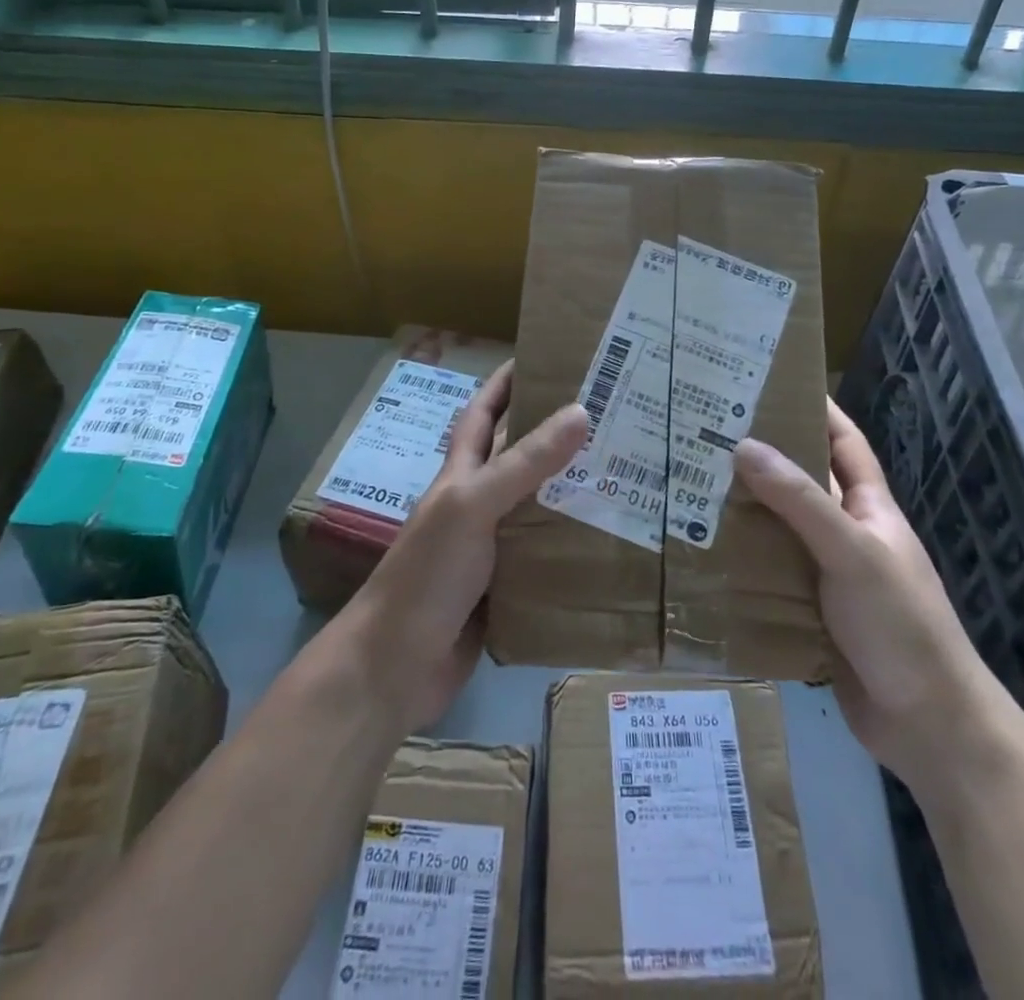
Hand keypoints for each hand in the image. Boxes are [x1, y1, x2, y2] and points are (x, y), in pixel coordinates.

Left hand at [348, 363, 587, 731]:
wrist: (395, 668)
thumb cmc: (426, 574)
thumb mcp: (473, 506)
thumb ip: (524, 463)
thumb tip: (581, 411)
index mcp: (462, 475)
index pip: (483, 413)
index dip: (507, 382)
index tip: (546, 356)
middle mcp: (479, 505)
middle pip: (521, 458)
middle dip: (558, 435)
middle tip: (614, 417)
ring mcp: (493, 549)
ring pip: (540, 508)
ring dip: (575, 492)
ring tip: (629, 474)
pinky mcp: (509, 589)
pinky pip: (548, 557)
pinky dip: (575, 548)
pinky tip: (614, 541)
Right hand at [736, 400, 1001, 786]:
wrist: (928, 726)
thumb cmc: (900, 624)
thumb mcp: (852, 552)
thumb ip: (800, 501)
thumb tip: (744, 446)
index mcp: (869, 508)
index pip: (844, 443)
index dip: (815, 410)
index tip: (770, 383)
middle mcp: (847, 534)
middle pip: (802, 483)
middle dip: (762, 459)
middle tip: (707, 436)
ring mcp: (828, 575)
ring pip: (780, 530)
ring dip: (744, 512)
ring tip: (691, 488)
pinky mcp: (809, 612)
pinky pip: (770, 575)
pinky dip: (742, 563)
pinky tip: (703, 554)